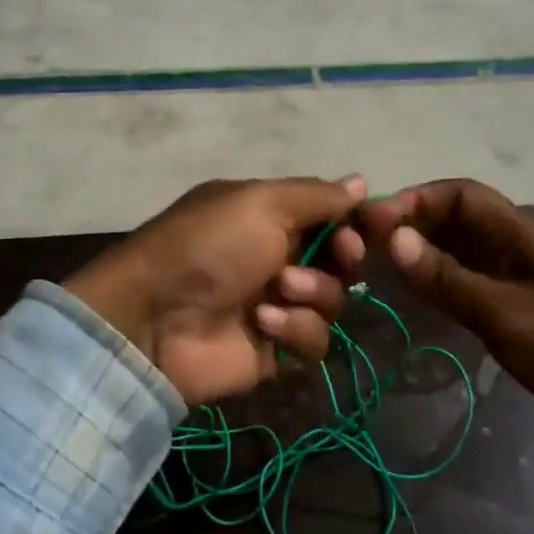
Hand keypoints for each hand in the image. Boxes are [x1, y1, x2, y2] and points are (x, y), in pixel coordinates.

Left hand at [64, 176, 367, 405]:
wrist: (153, 319)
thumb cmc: (208, 246)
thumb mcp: (260, 203)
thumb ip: (316, 195)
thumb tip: (361, 182)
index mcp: (270, 217)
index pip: (331, 216)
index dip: (357, 220)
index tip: (380, 222)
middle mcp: (278, 258)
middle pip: (341, 260)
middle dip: (345, 256)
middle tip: (341, 255)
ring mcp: (277, 305)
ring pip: (334, 300)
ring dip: (314, 292)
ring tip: (279, 290)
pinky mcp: (275, 350)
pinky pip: (315, 341)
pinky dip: (295, 330)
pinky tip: (263, 324)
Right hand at [357, 180, 533, 442]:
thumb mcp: (505, 314)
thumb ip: (448, 278)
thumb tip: (392, 238)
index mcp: (520, 233)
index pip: (461, 194)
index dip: (417, 199)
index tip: (376, 222)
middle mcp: (516, 243)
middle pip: (457, 217)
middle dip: (413, 223)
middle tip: (368, 246)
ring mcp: (519, 273)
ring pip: (460, 247)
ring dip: (423, 250)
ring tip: (381, 267)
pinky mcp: (519, 300)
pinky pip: (470, 276)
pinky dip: (440, 277)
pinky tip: (417, 293)